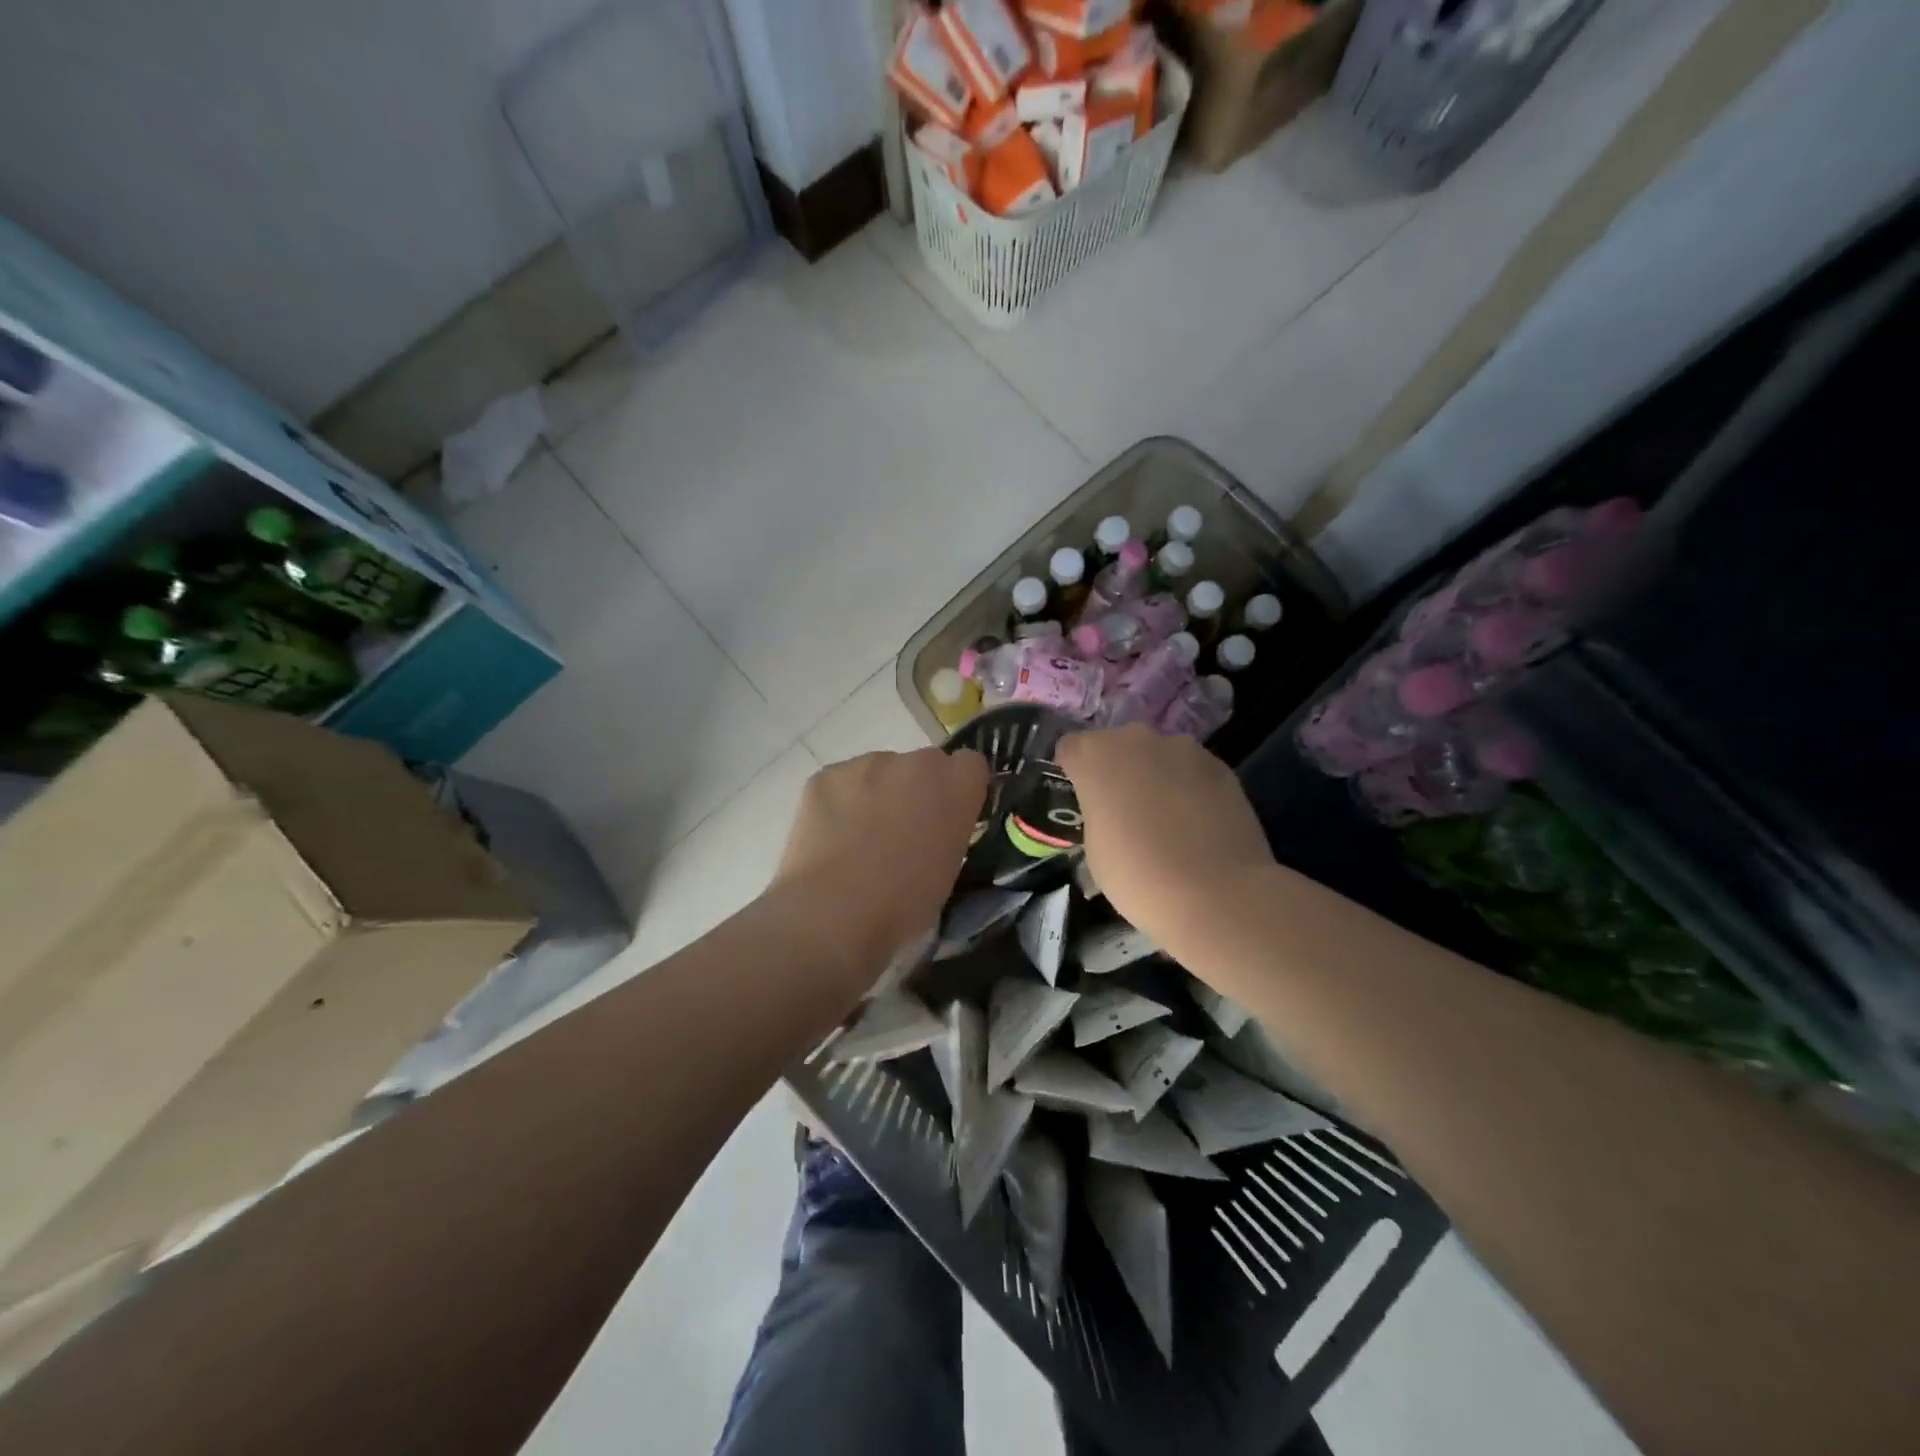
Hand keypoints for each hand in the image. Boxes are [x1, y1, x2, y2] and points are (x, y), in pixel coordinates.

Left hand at [769, 748, 989, 973]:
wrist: (834, 912)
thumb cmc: (905, 905)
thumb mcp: (949, 871)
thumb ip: (948, 834)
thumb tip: (933, 832)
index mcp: (956, 786)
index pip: (970, 765)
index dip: (958, 789)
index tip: (948, 817)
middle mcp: (916, 763)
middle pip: (923, 764)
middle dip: (916, 790)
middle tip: (901, 832)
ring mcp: (867, 764)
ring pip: (878, 772)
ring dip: (876, 794)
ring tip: (857, 840)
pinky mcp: (825, 775)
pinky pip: (840, 783)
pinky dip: (838, 803)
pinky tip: (829, 839)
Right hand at [1056, 725, 1274, 953]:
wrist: (1217, 894)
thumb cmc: (1137, 876)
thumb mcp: (1095, 851)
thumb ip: (1098, 816)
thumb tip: (1112, 817)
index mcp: (1095, 757)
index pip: (1070, 748)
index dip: (1073, 772)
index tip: (1081, 800)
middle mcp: (1137, 740)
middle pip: (1116, 745)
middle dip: (1116, 770)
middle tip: (1121, 810)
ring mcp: (1183, 749)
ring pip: (1157, 755)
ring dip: (1154, 776)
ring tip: (1165, 819)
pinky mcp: (1220, 766)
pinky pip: (1191, 770)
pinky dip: (1188, 788)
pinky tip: (1195, 824)